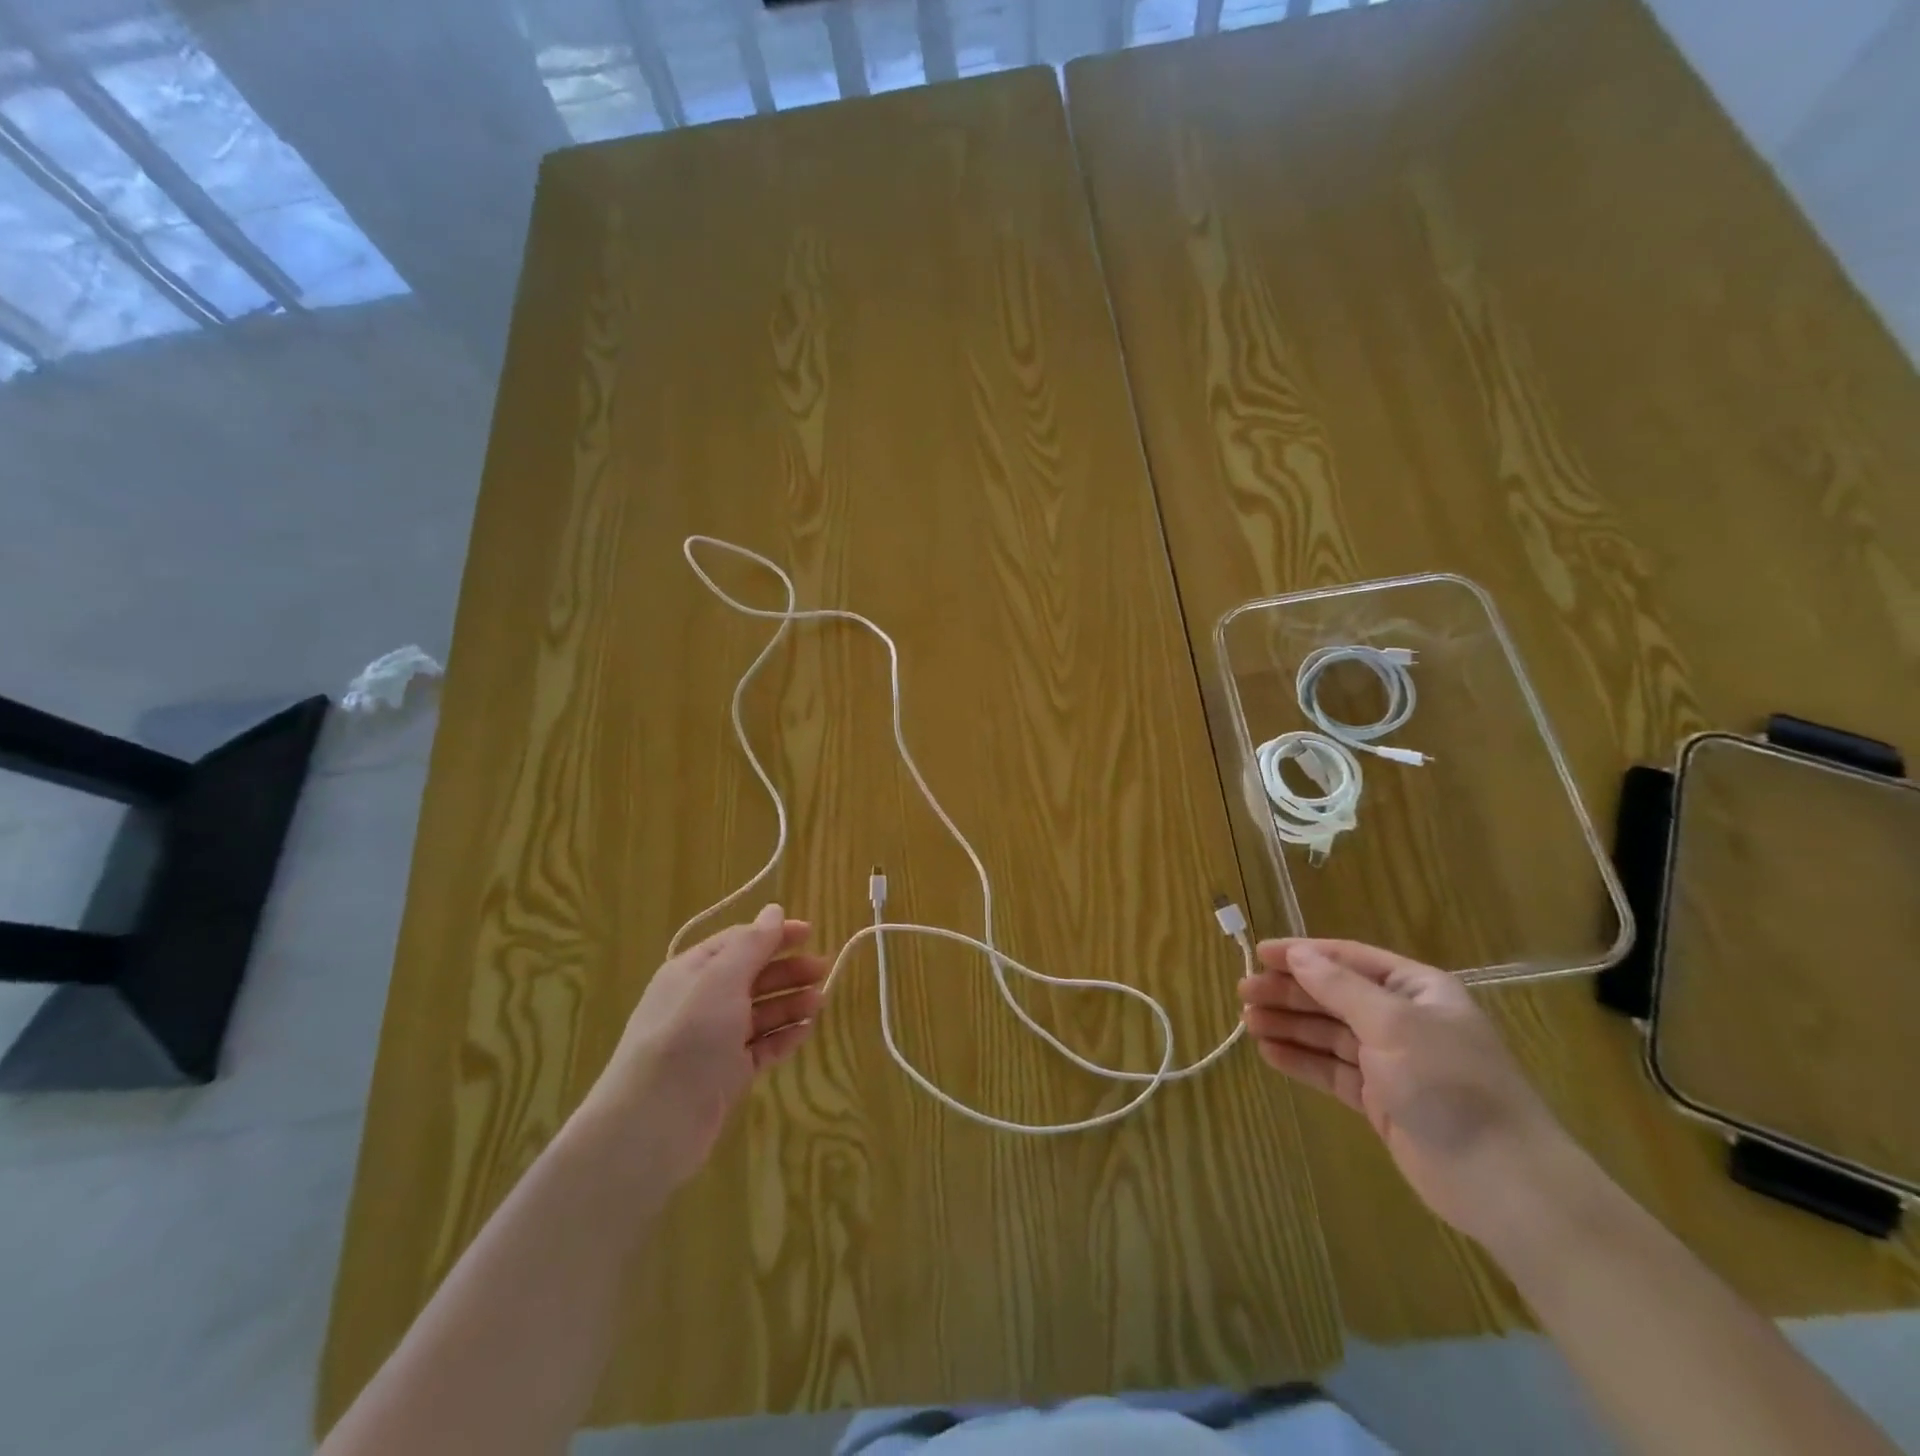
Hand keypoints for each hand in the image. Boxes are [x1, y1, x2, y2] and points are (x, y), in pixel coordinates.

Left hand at [580, 903, 827, 1188]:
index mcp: (693, 971)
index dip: (774, 935)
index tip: (810, 933)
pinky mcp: (726, 1074)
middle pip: (752, 976)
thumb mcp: (721, 980)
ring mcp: (714, 1040)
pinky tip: (805, 1031)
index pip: (739, 942)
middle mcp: (702, 1001)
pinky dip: (783, 1037)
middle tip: (823, 969)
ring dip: (790, 1003)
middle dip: (787, 970)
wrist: (653, 1123)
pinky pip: (760, 1048)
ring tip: (820, 1002)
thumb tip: (774, 910)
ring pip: (759, 1012)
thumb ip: (752, 945)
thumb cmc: (688, 1037)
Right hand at [1239, 938, 1572, 1244]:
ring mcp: (1391, 1061)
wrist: (1502, 1181)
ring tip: (1247, 1022)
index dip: (1303, 954)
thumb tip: (1298, 954)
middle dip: (1289, 992)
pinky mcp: (1380, 1100)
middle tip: (1243, 992)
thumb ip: (1339, 987)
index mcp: (1415, 990)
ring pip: (1328, 1033)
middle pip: (1333, 995)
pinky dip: (1301, 1060)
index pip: (1348, 959)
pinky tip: (1269, 1053)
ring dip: (1289, 1025)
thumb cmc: (1449, 1084)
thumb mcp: (1392, 1023)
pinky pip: (1331, 1070)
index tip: (1259, 953)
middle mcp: (1402, 1019)